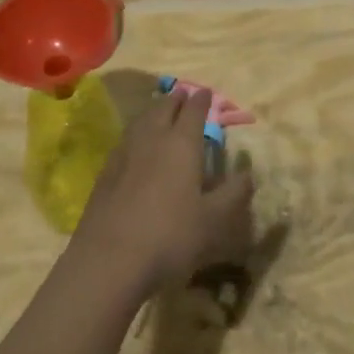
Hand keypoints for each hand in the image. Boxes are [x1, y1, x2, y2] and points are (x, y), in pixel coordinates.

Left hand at [72, 84, 255, 296]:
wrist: (108, 261)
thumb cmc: (170, 236)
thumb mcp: (214, 221)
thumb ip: (233, 194)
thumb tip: (248, 173)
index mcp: (182, 144)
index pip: (194, 110)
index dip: (202, 100)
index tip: (207, 93)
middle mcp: (153, 139)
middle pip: (164, 108)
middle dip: (176, 99)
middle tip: (183, 94)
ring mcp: (125, 153)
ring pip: (141, 120)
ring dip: (153, 111)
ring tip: (159, 110)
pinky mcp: (105, 172)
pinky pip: (125, 140)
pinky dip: (136, 133)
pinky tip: (136, 145)